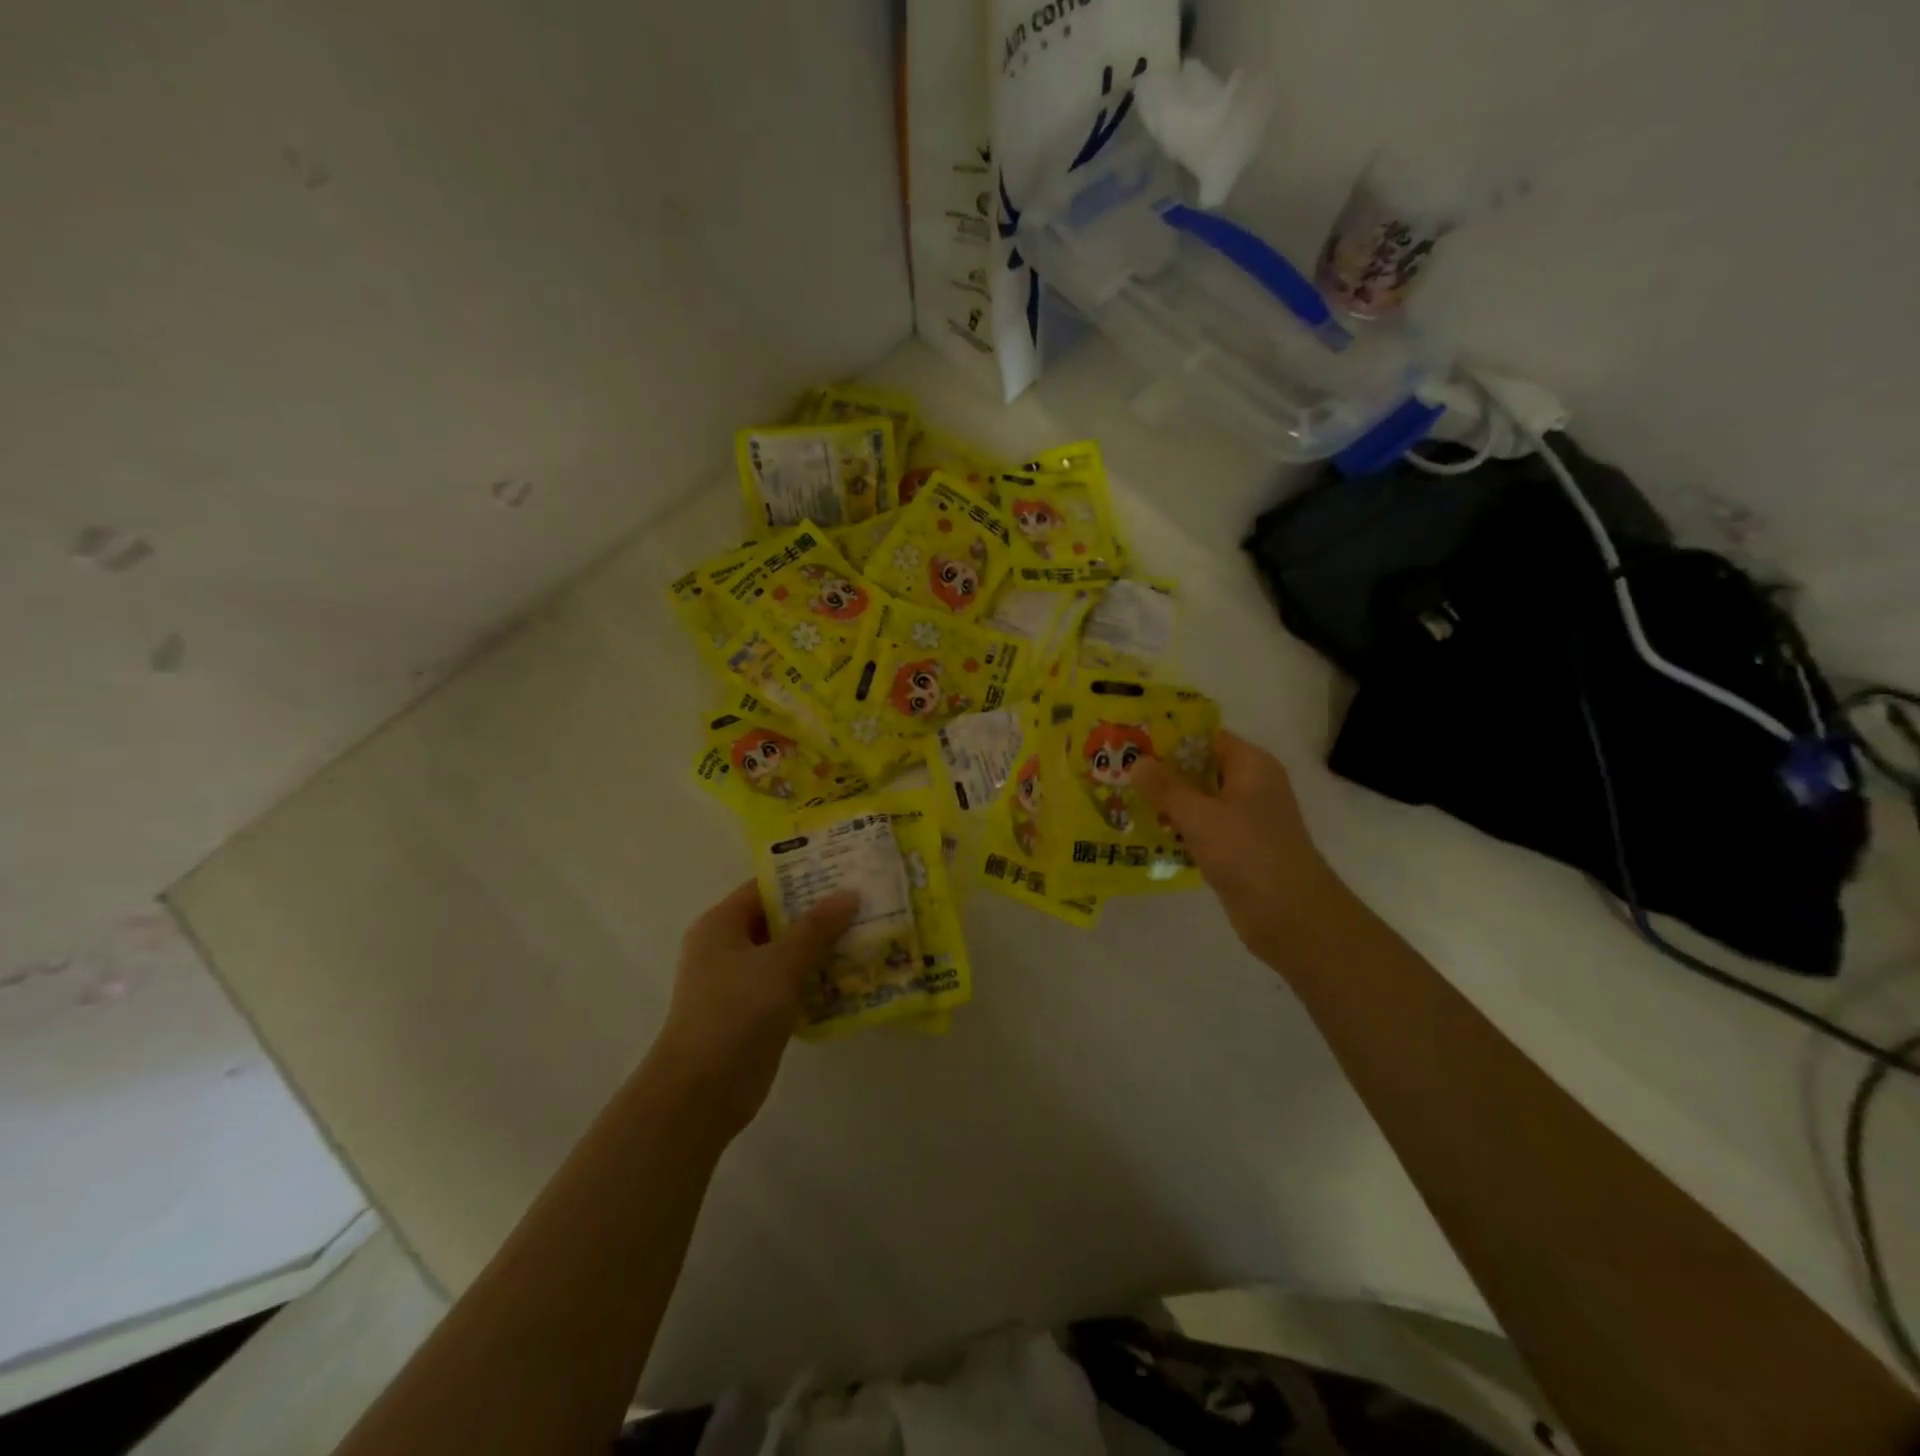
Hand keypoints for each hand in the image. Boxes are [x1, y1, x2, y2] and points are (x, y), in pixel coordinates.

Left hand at [655, 880, 857, 1138]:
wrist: (701, 1093)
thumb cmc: (734, 1013)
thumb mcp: (780, 963)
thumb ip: (816, 928)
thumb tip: (849, 894)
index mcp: (722, 925)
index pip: (766, 887)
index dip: (804, 877)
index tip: (845, 870)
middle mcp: (728, 948)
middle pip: (779, 920)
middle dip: (821, 913)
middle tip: (866, 902)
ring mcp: (741, 983)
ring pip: (788, 954)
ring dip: (823, 948)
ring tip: (869, 934)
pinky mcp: (755, 1013)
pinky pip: (791, 985)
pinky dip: (816, 980)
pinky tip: (854, 978)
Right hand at [1134, 730, 1341, 970]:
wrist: (1290, 915)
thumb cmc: (1246, 852)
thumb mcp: (1199, 815)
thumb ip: (1165, 787)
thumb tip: (1138, 761)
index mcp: (1251, 765)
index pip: (1207, 738)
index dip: (1170, 737)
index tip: (1132, 742)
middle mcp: (1251, 786)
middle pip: (1201, 769)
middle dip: (1162, 772)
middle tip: (1119, 773)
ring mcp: (1246, 819)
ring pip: (1199, 801)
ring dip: (1167, 803)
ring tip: (1124, 801)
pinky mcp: (1238, 849)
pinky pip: (1203, 829)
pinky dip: (1179, 829)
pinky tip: (1147, 834)